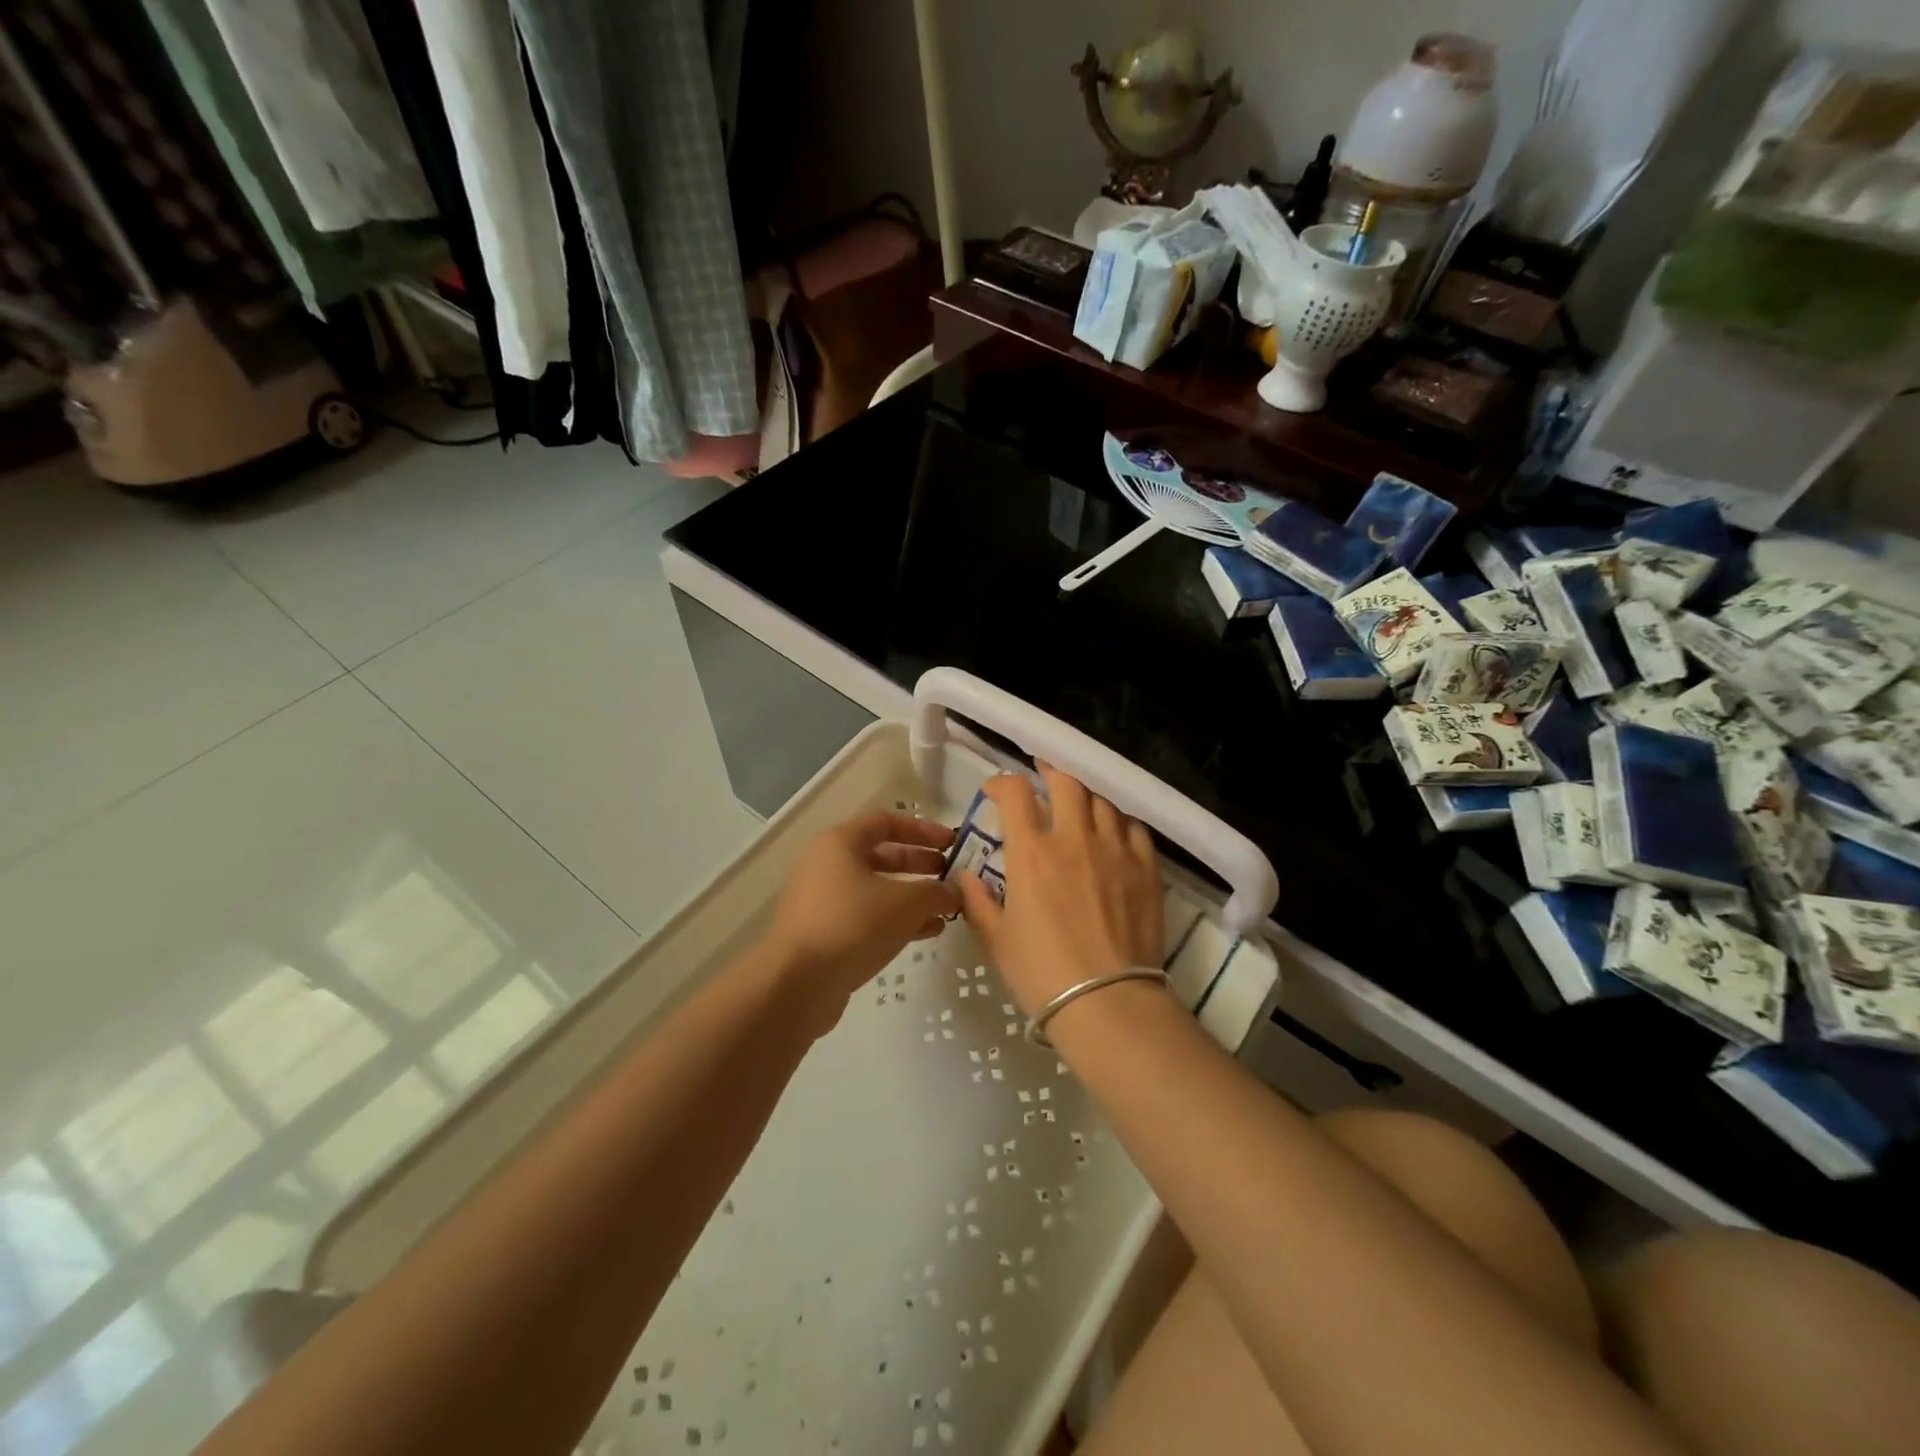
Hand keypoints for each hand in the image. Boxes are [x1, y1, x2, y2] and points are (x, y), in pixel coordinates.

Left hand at [763, 812, 960, 1022]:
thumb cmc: (852, 925)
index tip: (952, 845)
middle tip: (951, 877)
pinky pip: (867, 916)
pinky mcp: (825, 933)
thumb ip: (935, 892)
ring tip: (946, 909)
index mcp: (840, 843)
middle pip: (882, 855)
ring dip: (912, 896)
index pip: (886, 822)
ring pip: (876, 889)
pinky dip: (896, 920)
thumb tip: (955, 891)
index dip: (923, 830)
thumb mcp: (905, 903)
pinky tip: (927, 932)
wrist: (796, 985)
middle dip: (920, 864)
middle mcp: (827, 865)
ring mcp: (823, 901)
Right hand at [956, 769, 1163, 1015]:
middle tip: (1042, 777)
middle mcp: (1075, 839)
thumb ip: (977, 900)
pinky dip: (1119, 821)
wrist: (1108, 1003)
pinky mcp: (1146, 868)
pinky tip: (1113, 831)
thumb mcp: (996, 940)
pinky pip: (1134, 827)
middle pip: (1067, 782)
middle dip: (1050, 773)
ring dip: (1085, 795)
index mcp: (1032, 853)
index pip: (1015, 794)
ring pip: (1102, 799)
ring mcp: (1115, 850)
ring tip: (1078, 803)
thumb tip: (965, 875)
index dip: (1002, 784)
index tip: (995, 792)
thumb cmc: (1042, 973)